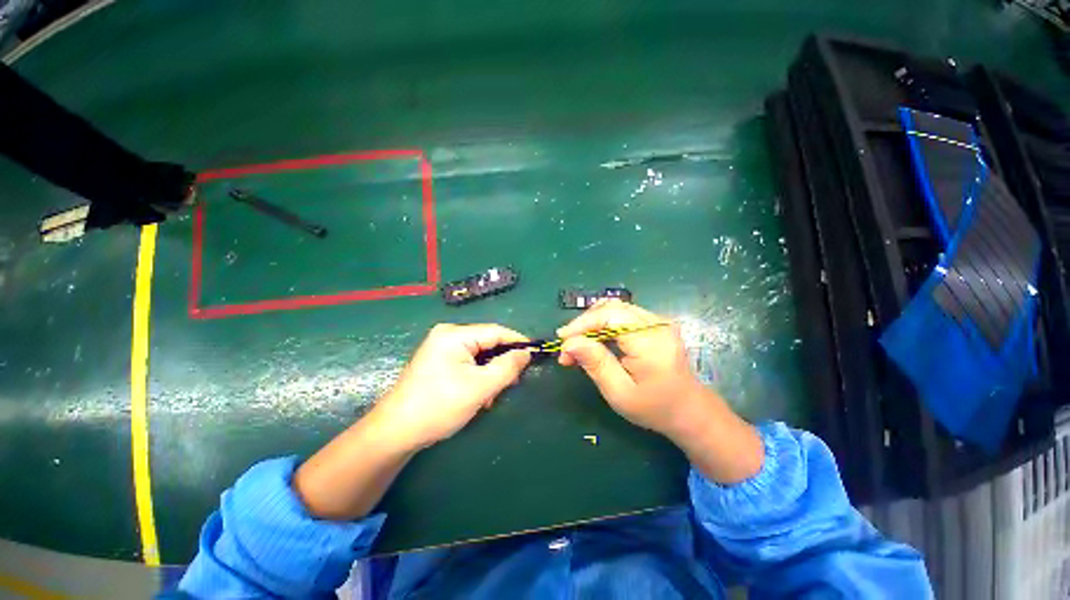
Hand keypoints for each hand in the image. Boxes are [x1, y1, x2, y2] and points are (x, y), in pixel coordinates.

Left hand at [370, 323, 531, 449]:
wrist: (395, 433)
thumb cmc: (439, 406)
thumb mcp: (480, 387)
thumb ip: (507, 367)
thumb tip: (526, 353)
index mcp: (454, 335)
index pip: (495, 331)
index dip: (517, 342)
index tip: (535, 354)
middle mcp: (447, 336)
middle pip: (487, 343)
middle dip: (500, 364)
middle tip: (510, 385)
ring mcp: (441, 349)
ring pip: (479, 356)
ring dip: (489, 375)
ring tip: (489, 398)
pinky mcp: (439, 362)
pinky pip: (468, 364)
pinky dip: (478, 378)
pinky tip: (478, 396)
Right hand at [557, 300, 763, 482]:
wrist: (689, 410)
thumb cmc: (655, 407)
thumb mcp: (620, 393)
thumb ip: (596, 364)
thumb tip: (569, 343)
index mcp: (651, 341)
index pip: (609, 316)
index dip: (582, 324)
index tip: (561, 340)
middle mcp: (657, 323)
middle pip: (611, 308)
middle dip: (584, 324)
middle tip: (568, 347)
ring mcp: (658, 321)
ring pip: (614, 308)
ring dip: (592, 323)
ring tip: (578, 344)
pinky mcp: (655, 323)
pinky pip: (622, 314)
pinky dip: (603, 324)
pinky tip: (594, 339)